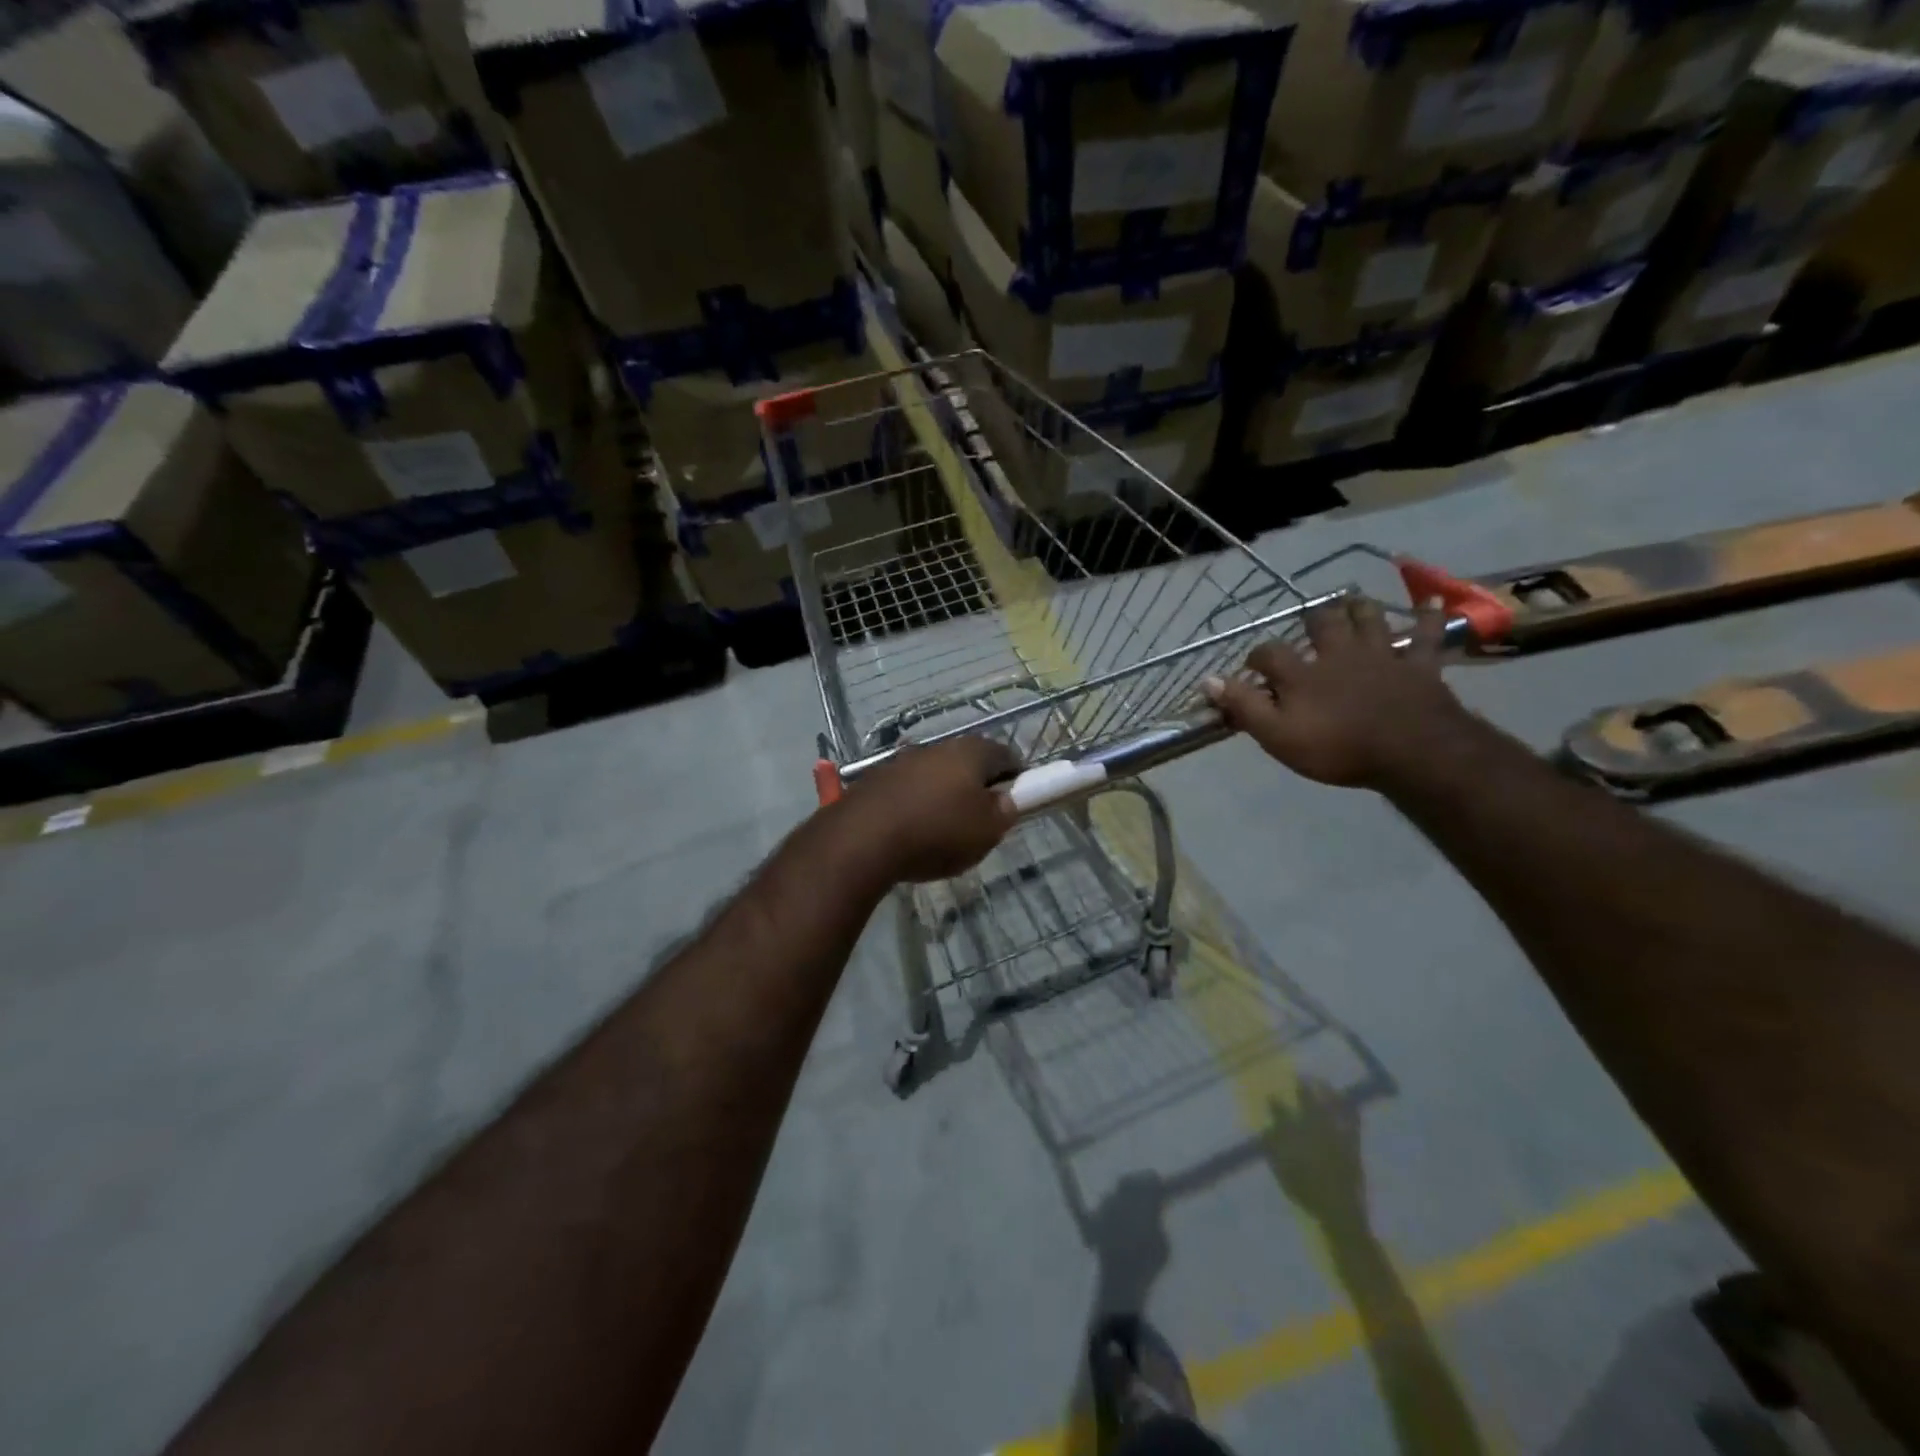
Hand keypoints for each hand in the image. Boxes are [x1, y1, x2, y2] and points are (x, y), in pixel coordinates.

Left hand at [837, 736, 1019, 882]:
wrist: (861, 839)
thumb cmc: (937, 831)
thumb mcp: (987, 830)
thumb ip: (1004, 812)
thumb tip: (1006, 800)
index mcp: (970, 751)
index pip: (1006, 755)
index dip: (1017, 777)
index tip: (1018, 800)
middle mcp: (936, 747)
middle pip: (967, 763)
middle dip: (977, 786)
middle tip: (982, 819)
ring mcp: (901, 761)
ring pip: (934, 775)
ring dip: (943, 795)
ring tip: (944, 830)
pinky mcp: (874, 780)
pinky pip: (906, 791)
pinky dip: (915, 805)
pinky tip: (911, 832)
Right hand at [1203, 597, 1470, 788]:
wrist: (1412, 751)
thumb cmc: (1338, 749)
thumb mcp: (1278, 735)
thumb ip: (1244, 706)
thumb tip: (1208, 680)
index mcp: (1302, 673)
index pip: (1268, 653)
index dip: (1256, 657)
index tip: (1250, 668)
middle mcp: (1337, 654)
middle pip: (1321, 623)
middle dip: (1312, 619)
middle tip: (1309, 619)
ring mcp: (1380, 655)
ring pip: (1368, 619)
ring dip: (1359, 608)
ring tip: (1353, 601)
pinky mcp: (1418, 664)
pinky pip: (1427, 634)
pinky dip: (1429, 617)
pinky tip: (1431, 602)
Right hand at [1264, 1080, 1367, 1230]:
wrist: (1340, 1212)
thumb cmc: (1308, 1193)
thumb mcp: (1282, 1172)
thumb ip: (1272, 1149)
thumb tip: (1267, 1128)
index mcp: (1296, 1136)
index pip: (1282, 1113)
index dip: (1276, 1103)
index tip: (1271, 1095)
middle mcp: (1316, 1130)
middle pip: (1308, 1103)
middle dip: (1303, 1088)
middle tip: (1300, 1075)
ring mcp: (1337, 1136)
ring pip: (1331, 1108)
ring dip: (1326, 1092)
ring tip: (1322, 1080)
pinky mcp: (1353, 1144)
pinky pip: (1353, 1123)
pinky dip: (1351, 1110)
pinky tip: (1350, 1102)